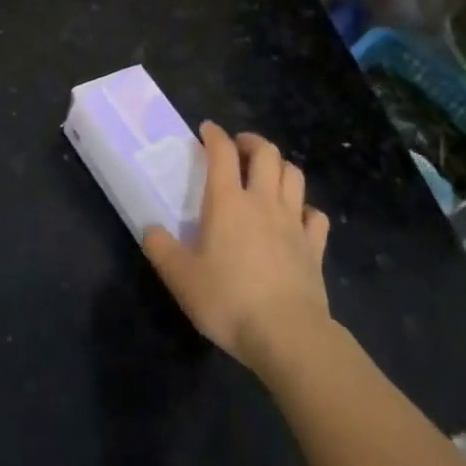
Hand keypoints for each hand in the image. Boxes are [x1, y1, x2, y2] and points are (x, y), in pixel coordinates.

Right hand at [143, 123, 331, 373]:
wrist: (287, 335)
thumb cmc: (228, 301)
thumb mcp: (181, 279)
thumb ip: (161, 250)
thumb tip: (150, 230)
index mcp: (228, 203)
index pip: (223, 153)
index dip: (215, 135)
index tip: (207, 129)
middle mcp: (263, 202)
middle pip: (266, 154)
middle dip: (252, 142)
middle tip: (239, 147)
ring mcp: (293, 223)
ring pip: (294, 175)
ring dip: (280, 166)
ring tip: (267, 173)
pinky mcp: (315, 248)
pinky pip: (315, 215)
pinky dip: (305, 208)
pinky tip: (296, 217)